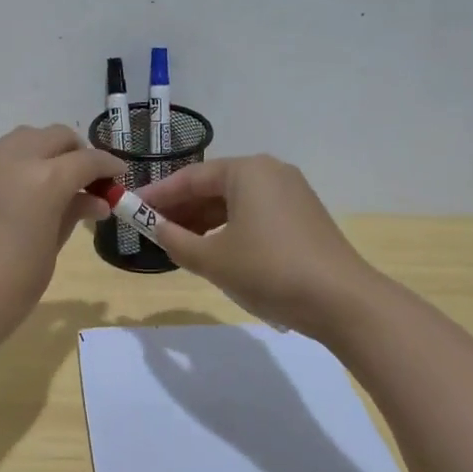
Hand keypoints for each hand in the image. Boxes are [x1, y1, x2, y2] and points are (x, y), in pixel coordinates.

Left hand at [0, 126, 121, 393]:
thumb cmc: (8, 291)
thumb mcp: (49, 252)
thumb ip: (72, 215)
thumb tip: (93, 200)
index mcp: (44, 179)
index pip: (87, 159)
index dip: (108, 166)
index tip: (117, 177)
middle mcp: (10, 160)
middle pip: (53, 136)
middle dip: (74, 152)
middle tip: (82, 180)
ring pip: (18, 141)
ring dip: (39, 153)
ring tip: (44, 184)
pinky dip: (7, 170)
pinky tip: (5, 200)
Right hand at [141, 156, 384, 343]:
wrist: (341, 301)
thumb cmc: (269, 270)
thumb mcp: (212, 259)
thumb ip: (176, 240)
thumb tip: (156, 229)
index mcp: (247, 171)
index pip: (190, 177)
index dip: (157, 194)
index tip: (131, 208)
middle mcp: (270, 172)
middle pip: (213, 186)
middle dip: (181, 207)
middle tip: (151, 228)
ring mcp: (291, 193)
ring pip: (234, 201)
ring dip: (203, 220)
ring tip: (177, 242)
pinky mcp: (303, 216)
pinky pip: (254, 213)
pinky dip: (229, 227)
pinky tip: (214, 248)